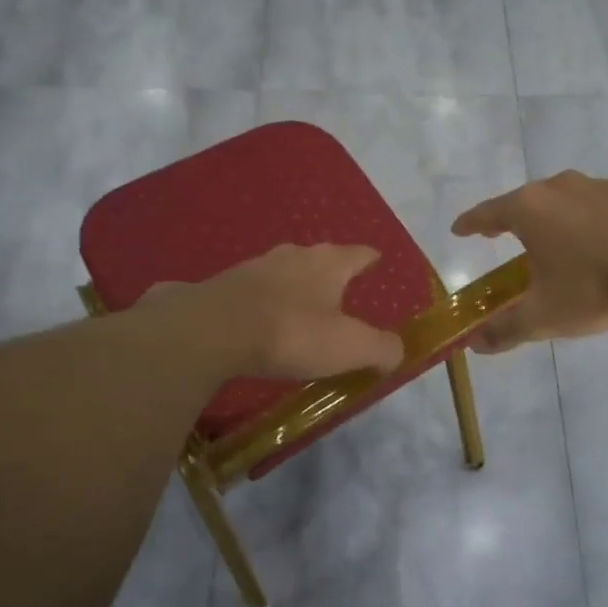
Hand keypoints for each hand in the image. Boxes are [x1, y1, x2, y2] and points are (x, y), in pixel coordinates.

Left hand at [165, 244, 403, 380]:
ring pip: (280, 271)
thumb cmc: (292, 333)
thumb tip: (396, 352)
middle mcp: (292, 256)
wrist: (211, 331)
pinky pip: (248, 291)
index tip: (376, 259)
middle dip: (329, 271)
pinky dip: (258, 301)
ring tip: (297, 305)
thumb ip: (381, 348)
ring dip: (291, 285)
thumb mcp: (350, 347)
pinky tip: (255, 318)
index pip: (358, 254)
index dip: (369, 258)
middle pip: (318, 258)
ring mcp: (251, 268)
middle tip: (338, 288)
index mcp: (328, 264)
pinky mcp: (218, 286)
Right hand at [451, 172, 607, 353]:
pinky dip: (587, 221)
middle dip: (511, 219)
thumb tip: (476, 346)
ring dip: (552, 218)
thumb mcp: (542, 317)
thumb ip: (504, 330)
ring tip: (553, 242)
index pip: (488, 213)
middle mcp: (560, 187)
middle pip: (525, 201)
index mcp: (530, 209)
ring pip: (563, 199)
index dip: (470, 223)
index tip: (459, 230)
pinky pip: (596, 206)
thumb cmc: (592, 290)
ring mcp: (598, 187)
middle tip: (501, 236)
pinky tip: (597, 243)